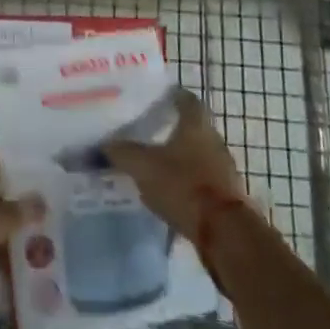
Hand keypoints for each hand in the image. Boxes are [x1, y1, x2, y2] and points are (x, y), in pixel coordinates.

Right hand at [103, 88, 246, 238]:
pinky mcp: (226, 195)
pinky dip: (186, 182)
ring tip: (153, 163)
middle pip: (191, 127)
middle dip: (170, 128)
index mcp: (196, 124)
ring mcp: (223, 168)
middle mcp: (213, 140)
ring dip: (179, 157)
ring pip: (197, 154)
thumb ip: (122, 152)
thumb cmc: (184, 186)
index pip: (185, 98)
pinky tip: (168, 191)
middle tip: (145, 131)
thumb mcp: (144, 167)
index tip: (153, 98)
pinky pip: (202, 180)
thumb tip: (103, 143)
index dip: (170, 95)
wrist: (225, 233)